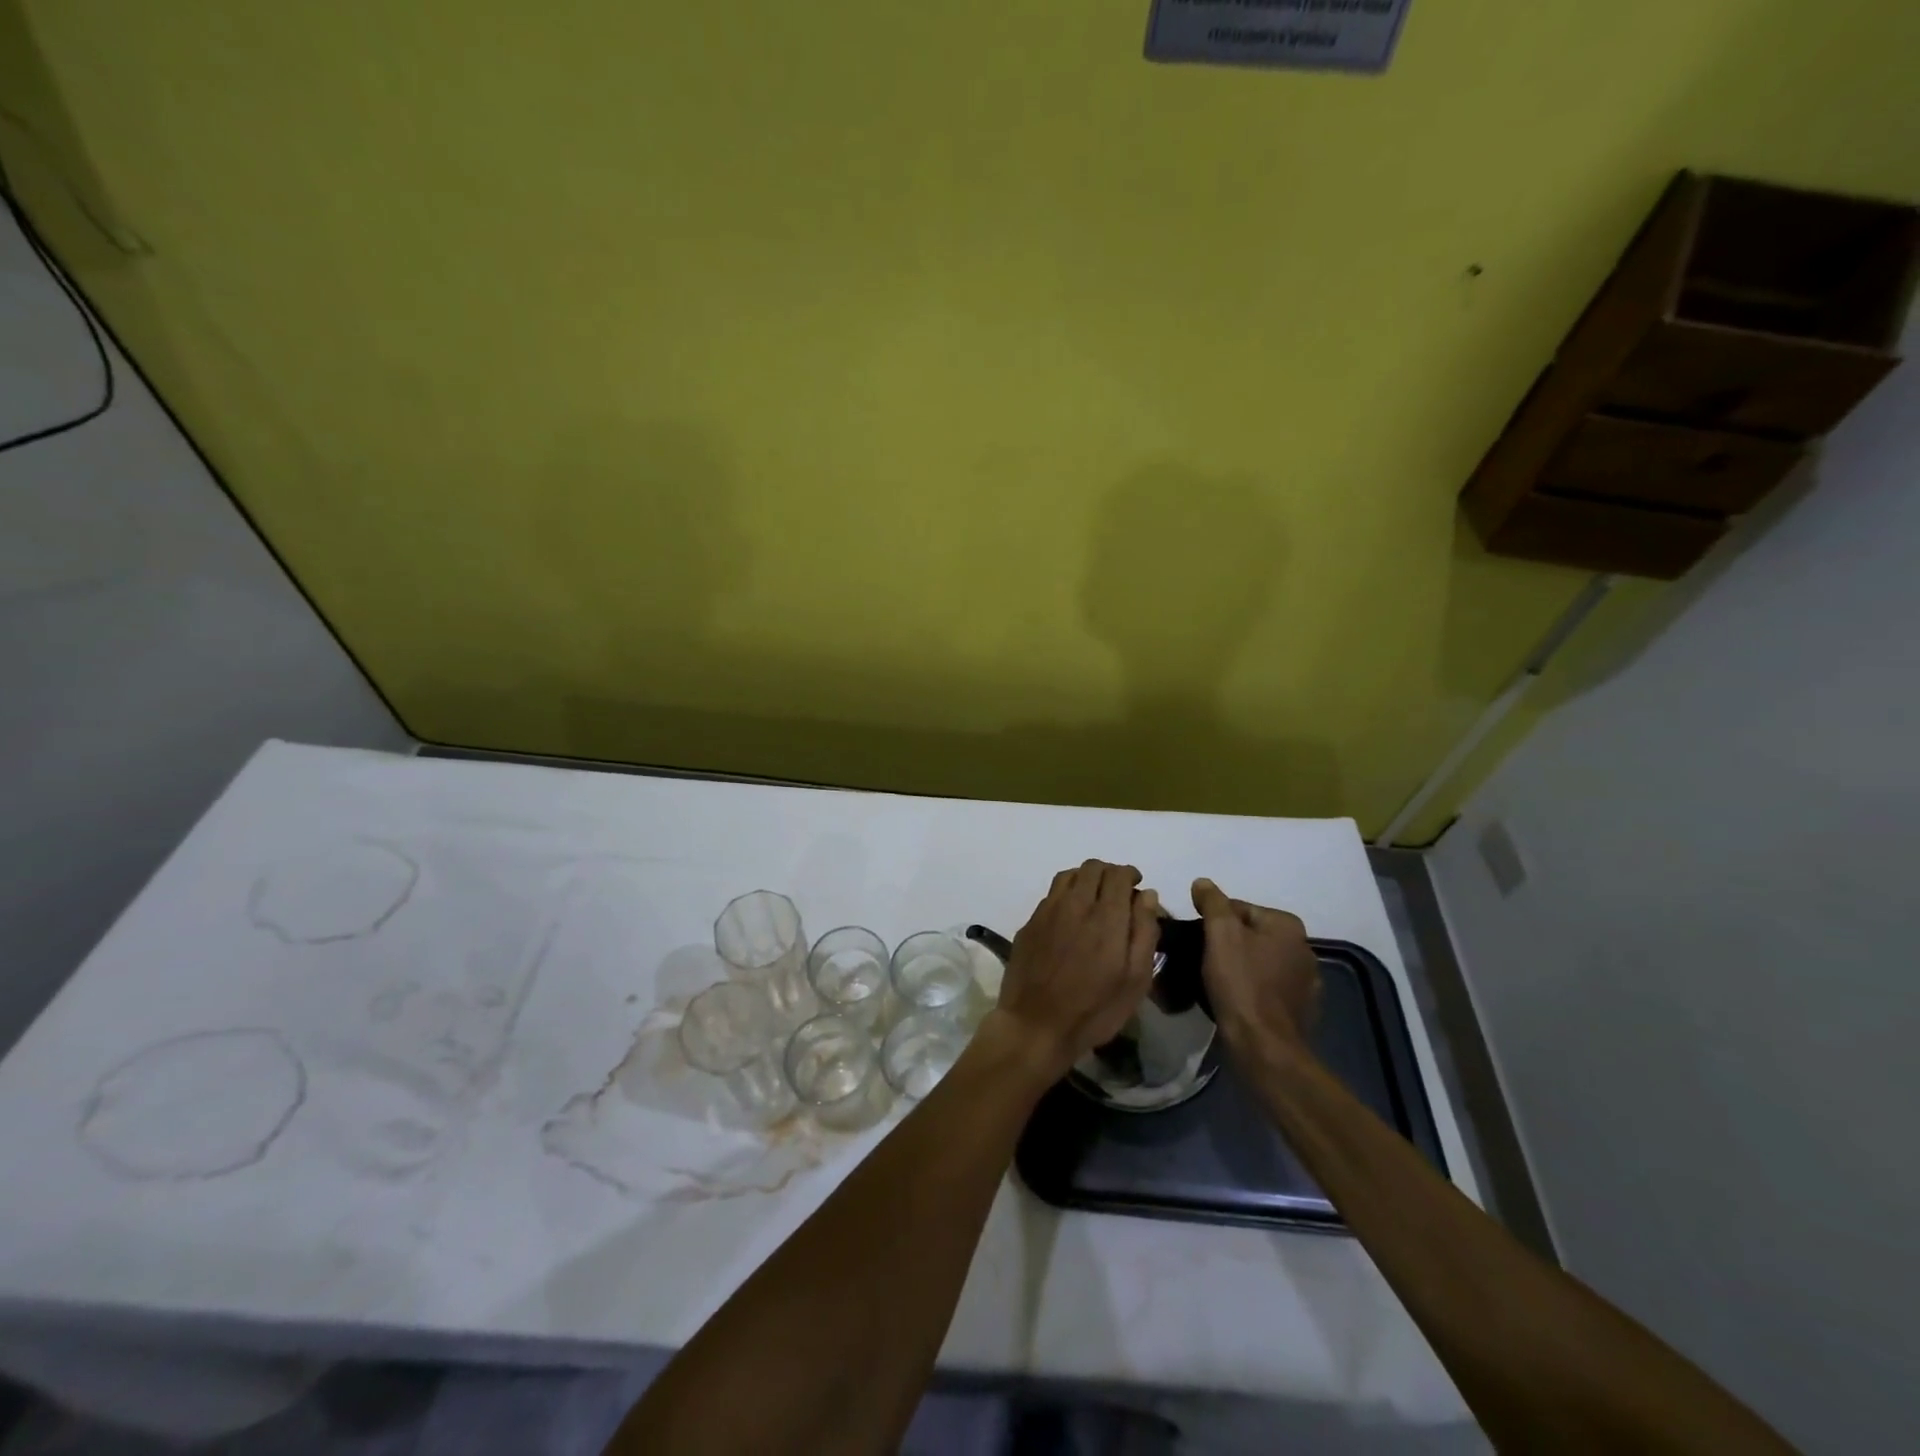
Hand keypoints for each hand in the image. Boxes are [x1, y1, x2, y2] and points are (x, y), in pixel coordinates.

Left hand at [990, 860, 1160, 1079]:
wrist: (1036, 1026)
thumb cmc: (1095, 1009)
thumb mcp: (1135, 980)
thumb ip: (1144, 932)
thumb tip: (1147, 895)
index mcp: (1106, 917)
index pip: (1118, 874)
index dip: (1130, 875)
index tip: (1136, 887)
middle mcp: (1075, 904)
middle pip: (1093, 868)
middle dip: (1109, 874)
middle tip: (1117, 893)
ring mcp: (1048, 911)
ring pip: (1069, 875)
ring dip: (1086, 878)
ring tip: (1094, 898)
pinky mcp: (1030, 923)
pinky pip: (1051, 894)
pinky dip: (1066, 894)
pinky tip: (1070, 915)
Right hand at [1192, 878, 1321, 1060]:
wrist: (1264, 1046)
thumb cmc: (1241, 983)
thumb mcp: (1220, 934)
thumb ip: (1212, 902)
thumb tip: (1203, 883)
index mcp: (1287, 925)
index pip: (1239, 909)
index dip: (1212, 922)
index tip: (1196, 941)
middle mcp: (1304, 948)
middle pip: (1250, 935)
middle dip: (1227, 944)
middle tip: (1202, 961)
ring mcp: (1306, 981)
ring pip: (1260, 962)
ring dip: (1240, 967)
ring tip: (1215, 982)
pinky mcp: (1302, 1009)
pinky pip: (1269, 988)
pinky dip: (1253, 989)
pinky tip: (1236, 1000)